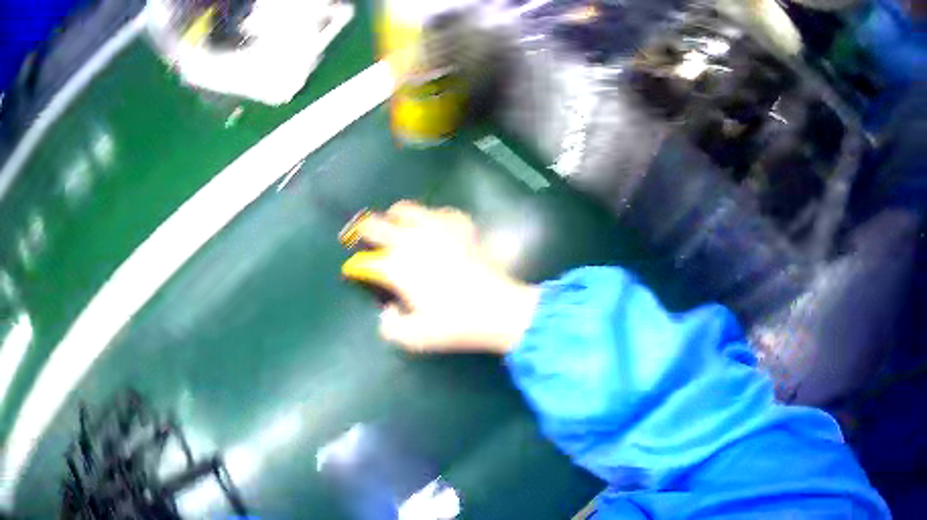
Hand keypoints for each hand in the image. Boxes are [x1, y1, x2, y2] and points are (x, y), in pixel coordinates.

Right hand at [341, 201, 539, 353]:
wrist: (498, 309)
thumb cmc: (454, 325)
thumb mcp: (415, 338)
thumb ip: (390, 326)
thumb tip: (387, 311)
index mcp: (396, 266)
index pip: (364, 261)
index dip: (355, 267)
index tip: (354, 272)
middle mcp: (411, 240)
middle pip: (374, 225)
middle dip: (365, 233)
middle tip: (366, 242)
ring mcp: (437, 227)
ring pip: (404, 209)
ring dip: (393, 218)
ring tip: (396, 228)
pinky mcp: (460, 225)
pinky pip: (439, 211)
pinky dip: (431, 217)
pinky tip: (435, 229)